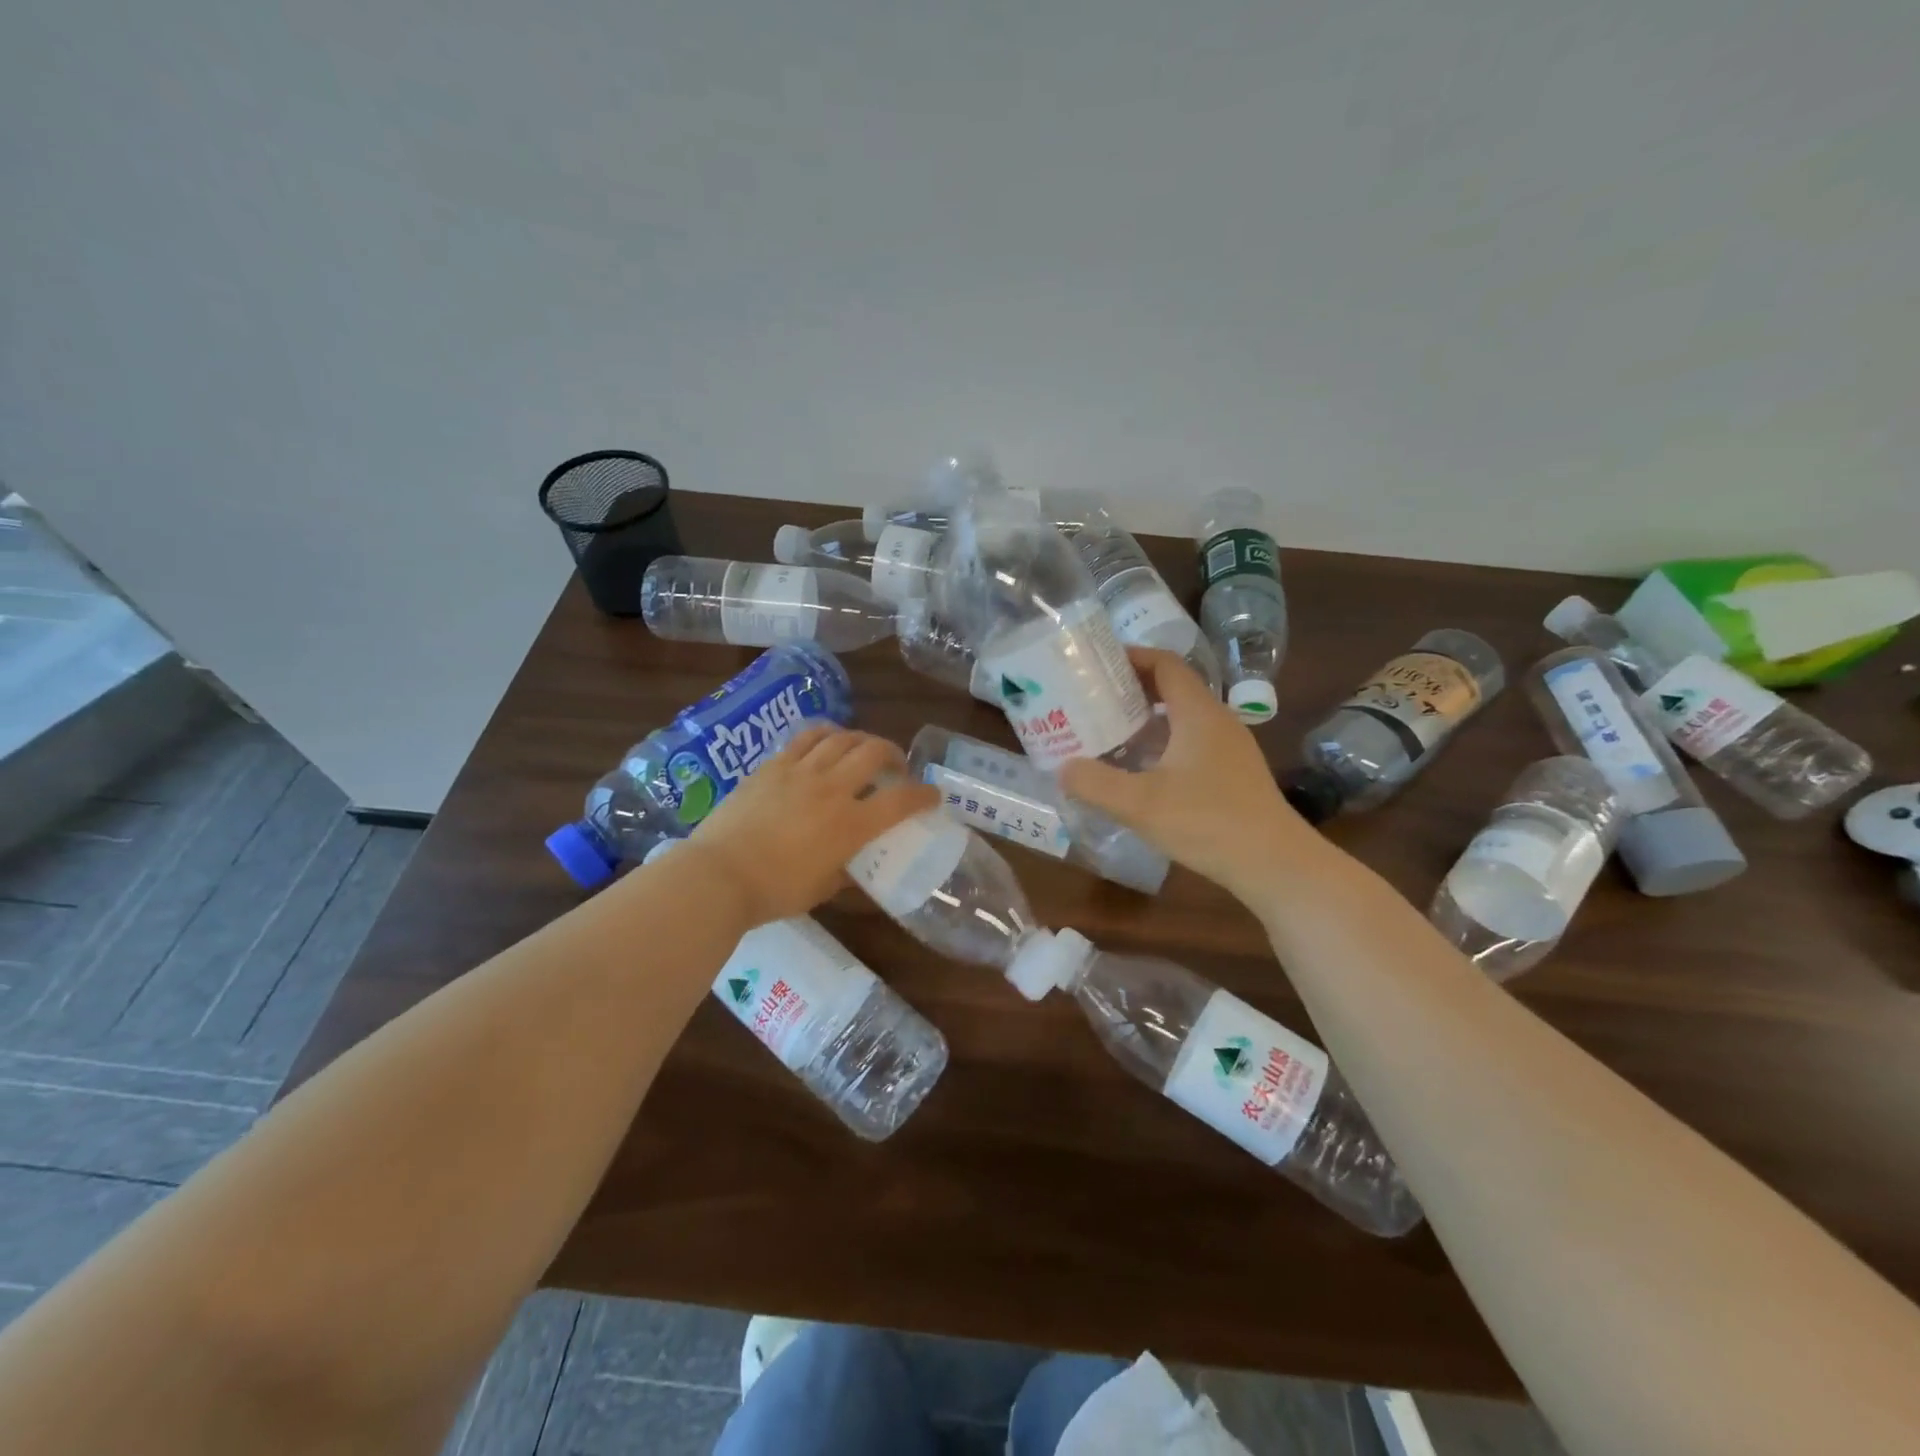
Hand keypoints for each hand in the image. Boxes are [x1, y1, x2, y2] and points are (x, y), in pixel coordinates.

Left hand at [680, 726, 938, 924]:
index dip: (924, 794)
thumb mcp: (821, 889)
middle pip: (874, 752)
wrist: (719, 875)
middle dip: (893, 754)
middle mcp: (832, 789)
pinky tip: (828, 741)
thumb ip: (844, 871)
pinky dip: (826, 735)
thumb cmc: (774, 892)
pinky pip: (807, 737)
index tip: (932, 795)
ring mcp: (801, 772)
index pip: (901, 800)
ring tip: (863, 749)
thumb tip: (853, 865)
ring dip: (861, 740)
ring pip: (842, 738)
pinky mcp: (773, 765)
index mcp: (851, 825)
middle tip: (895, 766)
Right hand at [1059, 649, 1318, 901]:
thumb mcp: (1140, 804)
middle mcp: (1217, 720)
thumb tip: (1062, 768)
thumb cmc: (1207, 822)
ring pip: (1183, 717)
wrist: (1273, 864)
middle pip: (1173, 687)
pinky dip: (1163, 742)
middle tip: (1092, 699)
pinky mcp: (1234, 772)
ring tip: (1109, 731)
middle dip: (1132, 688)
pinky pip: (1192, 741)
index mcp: (1198, 713)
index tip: (1097, 663)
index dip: (1132, 656)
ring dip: (1147, 717)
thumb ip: (1095, 783)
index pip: (1165, 664)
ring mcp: (1230, 747)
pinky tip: (1141, 769)